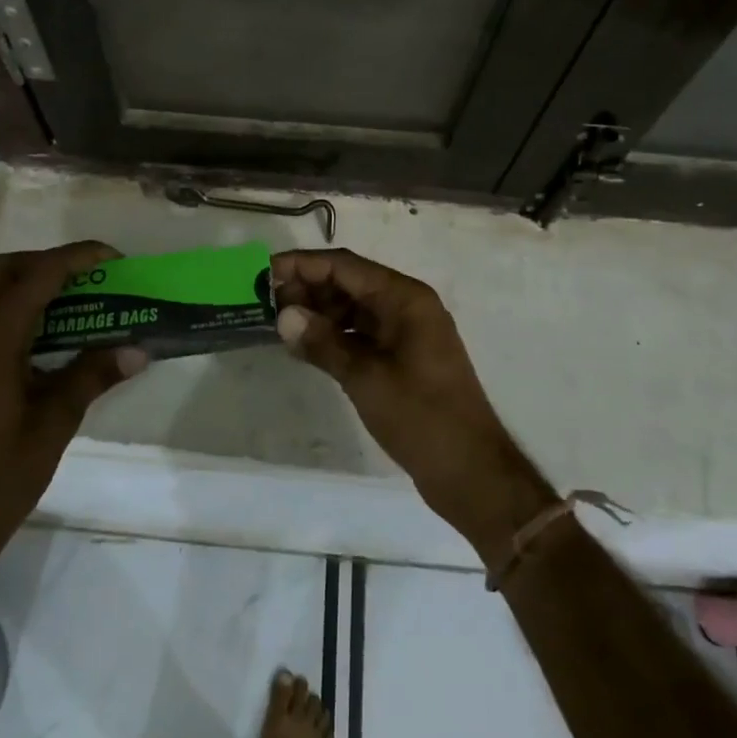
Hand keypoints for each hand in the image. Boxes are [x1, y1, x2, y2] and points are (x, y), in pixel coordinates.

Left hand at [0, 242, 148, 593]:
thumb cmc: (0, 477)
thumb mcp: (55, 423)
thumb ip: (93, 376)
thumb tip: (138, 349)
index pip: (37, 276)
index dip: (77, 258)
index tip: (113, 258)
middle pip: (1, 269)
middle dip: (45, 261)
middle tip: (86, 278)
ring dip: (28, 282)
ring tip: (73, 301)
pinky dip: (15, 308)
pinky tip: (47, 337)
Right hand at [271, 248, 556, 565]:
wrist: (471, 472)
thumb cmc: (421, 417)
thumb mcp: (366, 378)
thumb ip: (323, 343)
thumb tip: (284, 316)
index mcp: (405, 298)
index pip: (345, 266)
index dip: (303, 265)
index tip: (265, 272)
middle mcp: (407, 305)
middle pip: (349, 282)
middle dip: (308, 288)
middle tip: (266, 303)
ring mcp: (407, 332)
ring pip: (354, 307)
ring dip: (319, 312)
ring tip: (281, 325)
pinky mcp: (403, 357)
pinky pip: (362, 332)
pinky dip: (335, 335)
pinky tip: (308, 346)